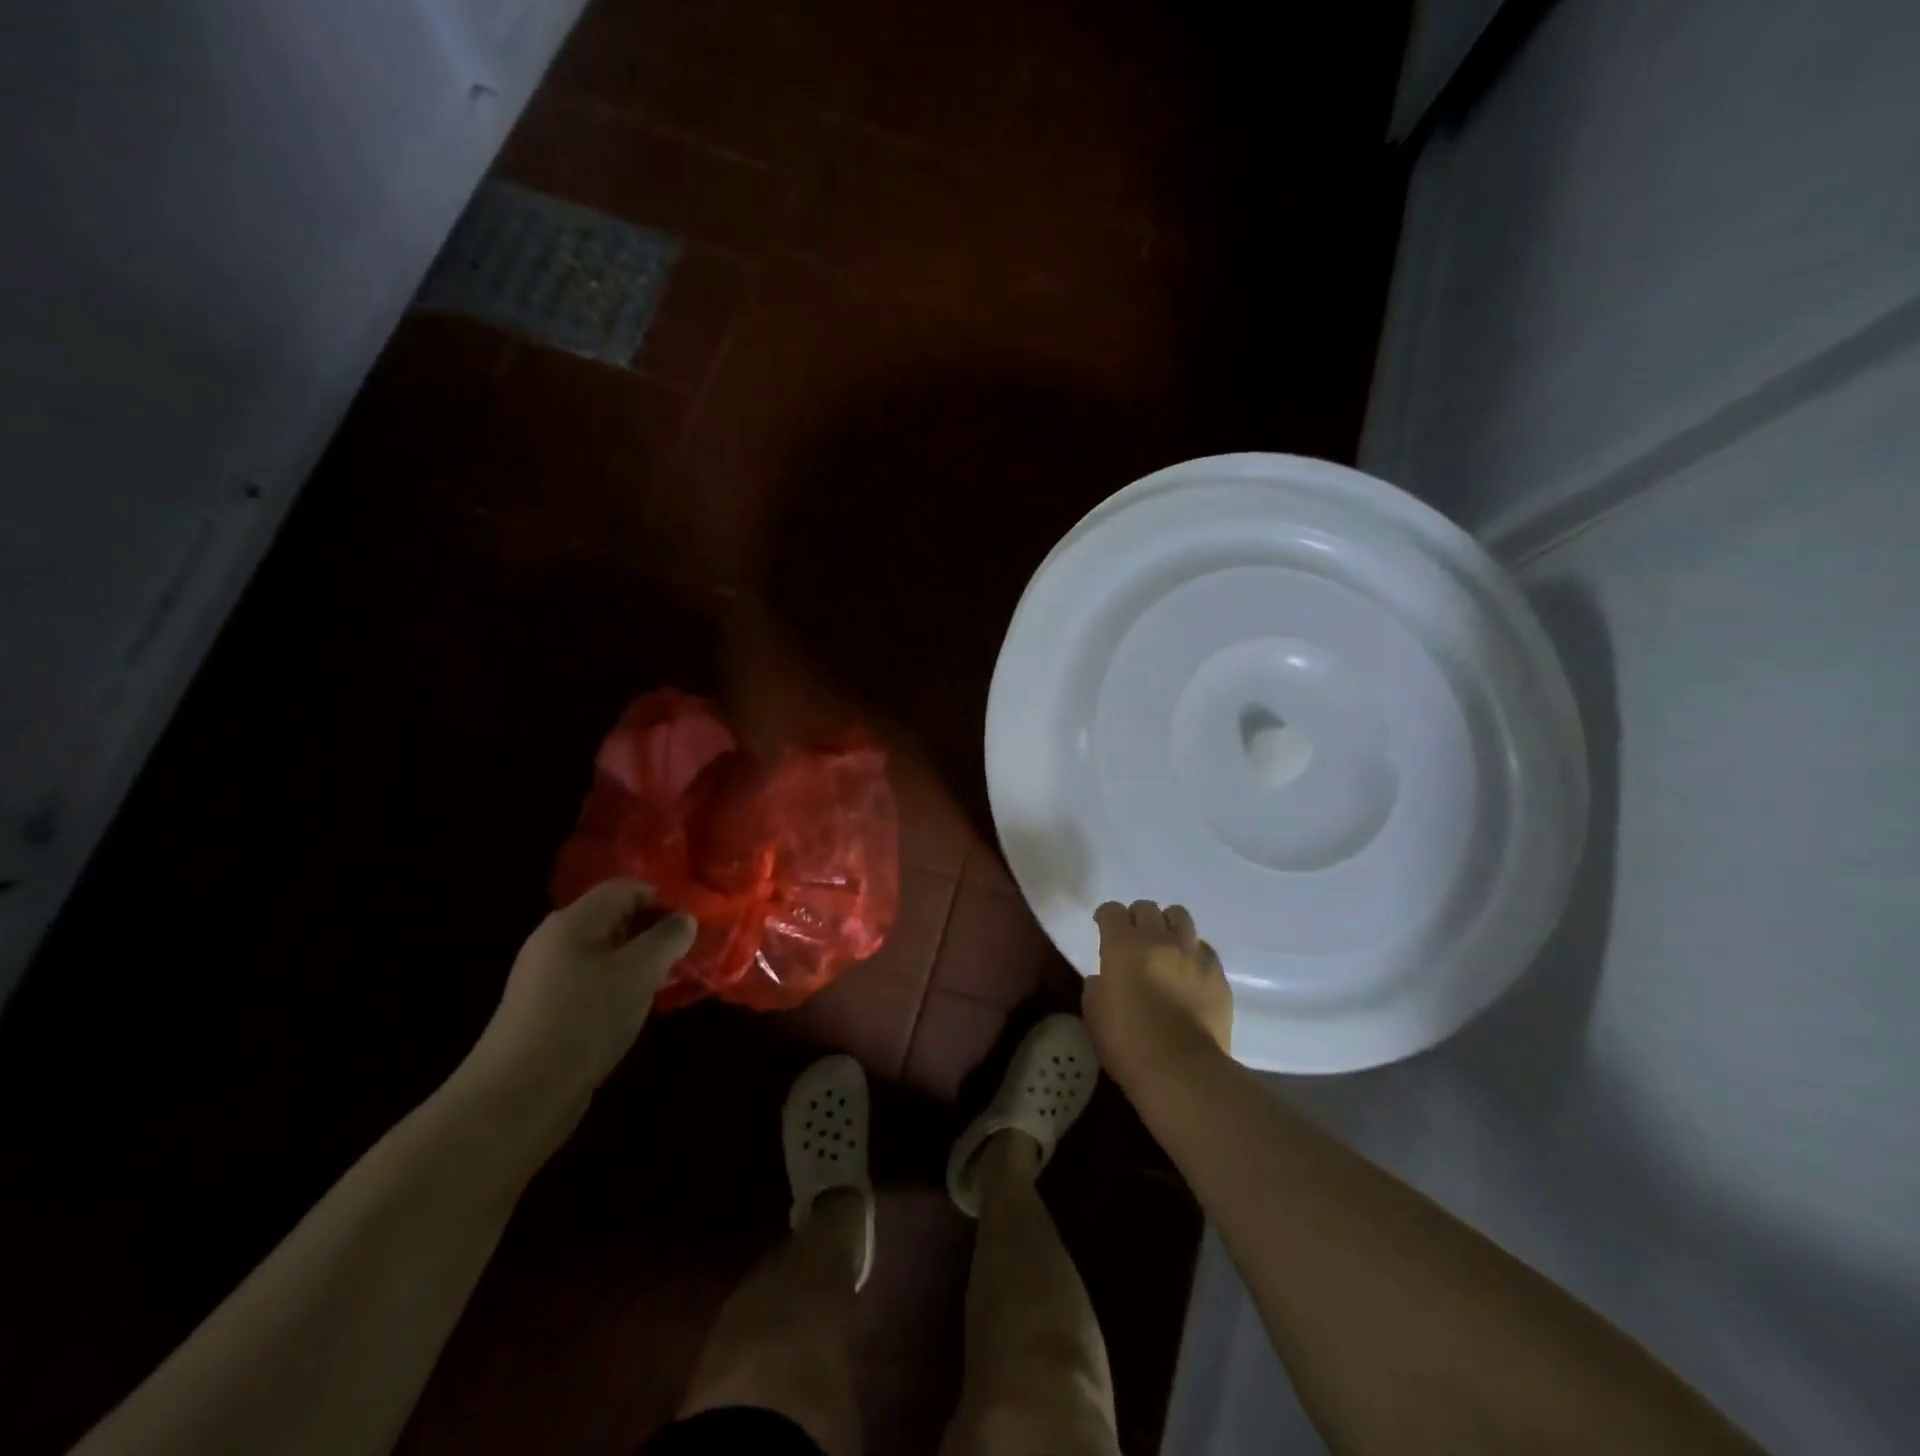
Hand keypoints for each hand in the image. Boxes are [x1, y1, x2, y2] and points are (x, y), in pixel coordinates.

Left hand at [463, 880, 696, 1116]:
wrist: (517, 1095)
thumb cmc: (584, 1019)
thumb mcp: (639, 972)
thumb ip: (668, 938)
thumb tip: (685, 920)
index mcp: (573, 920)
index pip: (625, 888)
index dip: (662, 899)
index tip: (689, 927)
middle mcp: (555, 940)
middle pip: (614, 919)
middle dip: (652, 932)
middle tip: (683, 955)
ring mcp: (547, 977)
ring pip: (605, 953)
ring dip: (638, 963)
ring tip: (664, 984)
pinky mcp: (546, 1010)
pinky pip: (592, 982)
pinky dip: (618, 987)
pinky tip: (634, 1010)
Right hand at [1084, 900, 1232, 1090]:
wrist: (1182, 1070)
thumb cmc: (1128, 1043)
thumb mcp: (1094, 1014)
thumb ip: (1096, 987)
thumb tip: (1103, 978)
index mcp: (1122, 945)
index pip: (1112, 911)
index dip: (1105, 917)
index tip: (1103, 928)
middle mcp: (1158, 939)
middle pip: (1147, 908)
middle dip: (1136, 918)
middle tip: (1133, 939)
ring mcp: (1191, 954)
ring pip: (1179, 916)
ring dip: (1167, 925)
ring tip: (1164, 945)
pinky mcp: (1217, 973)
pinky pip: (1203, 948)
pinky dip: (1192, 952)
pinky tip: (1188, 970)